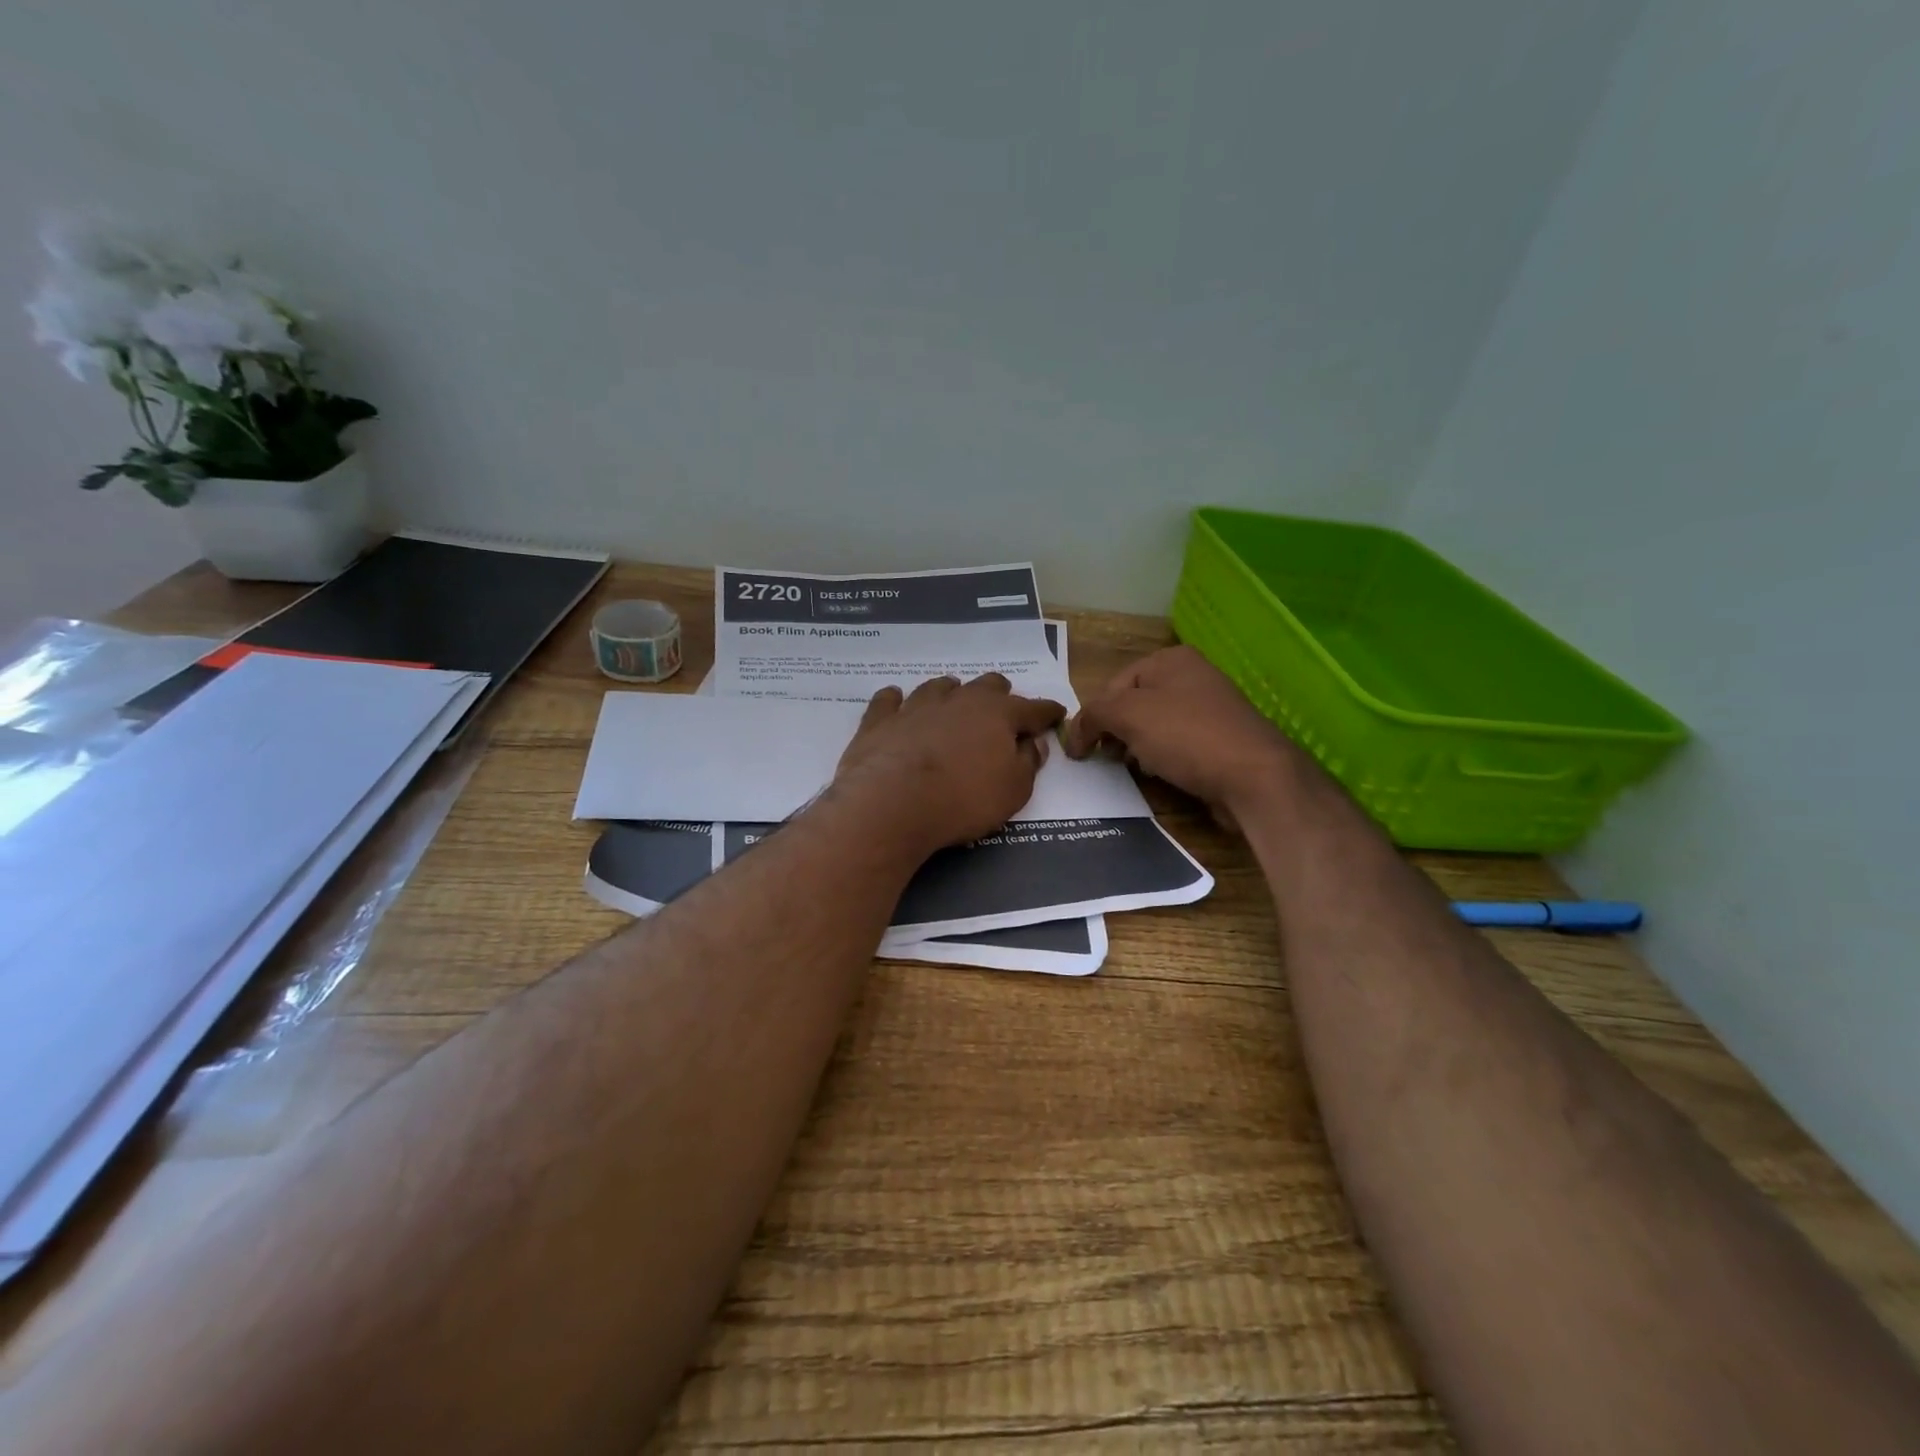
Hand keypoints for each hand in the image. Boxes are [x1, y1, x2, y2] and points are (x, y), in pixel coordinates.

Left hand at [831, 674, 1066, 853]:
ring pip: (940, 686)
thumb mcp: (1013, 791)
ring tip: (953, 702)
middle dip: (1000, 696)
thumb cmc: (963, 799)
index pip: (1033, 708)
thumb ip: (1027, 764)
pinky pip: (889, 700)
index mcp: (998, 714)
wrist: (892, 803)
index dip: (1047, 712)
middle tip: (1002, 711)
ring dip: (952, 693)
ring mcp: (917, 706)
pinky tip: (897, 700)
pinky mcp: (881, 719)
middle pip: (987, 686)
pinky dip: (896, 700)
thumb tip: (1033, 743)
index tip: (1056, 713)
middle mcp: (959, 700)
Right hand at [1064, 646, 1298, 823]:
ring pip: (1155, 727)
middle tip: (1108, 759)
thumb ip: (1092, 716)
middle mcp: (1193, 676)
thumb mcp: (1127, 715)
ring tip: (1136, 768)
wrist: (1255, 777)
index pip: (1113, 685)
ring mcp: (1211, 709)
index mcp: (1171, 659)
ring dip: (1138, 748)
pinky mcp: (1221, 740)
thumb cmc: (1186, 735)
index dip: (1094, 717)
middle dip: (1116, 732)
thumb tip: (1074, 735)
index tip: (1083, 750)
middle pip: (1134, 705)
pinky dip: (1164, 759)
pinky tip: (1162, 775)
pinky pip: (1178, 746)